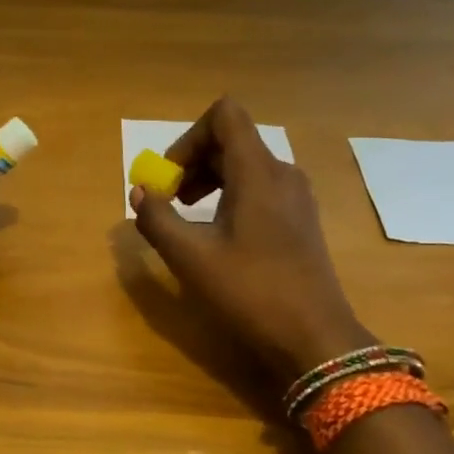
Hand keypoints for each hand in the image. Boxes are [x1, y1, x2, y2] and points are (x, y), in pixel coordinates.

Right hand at [130, 98, 371, 380]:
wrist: (315, 338)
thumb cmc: (251, 291)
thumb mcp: (191, 257)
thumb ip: (158, 219)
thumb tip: (139, 192)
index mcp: (257, 171)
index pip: (224, 115)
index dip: (189, 137)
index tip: (170, 177)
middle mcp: (282, 173)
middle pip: (231, 140)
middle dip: (192, 163)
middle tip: (169, 200)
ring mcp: (296, 197)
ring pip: (245, 166)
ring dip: (209, 180)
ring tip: (187, 217)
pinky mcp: (301, 220)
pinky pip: (260, 188)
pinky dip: (231, 196)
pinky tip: (218, 235)